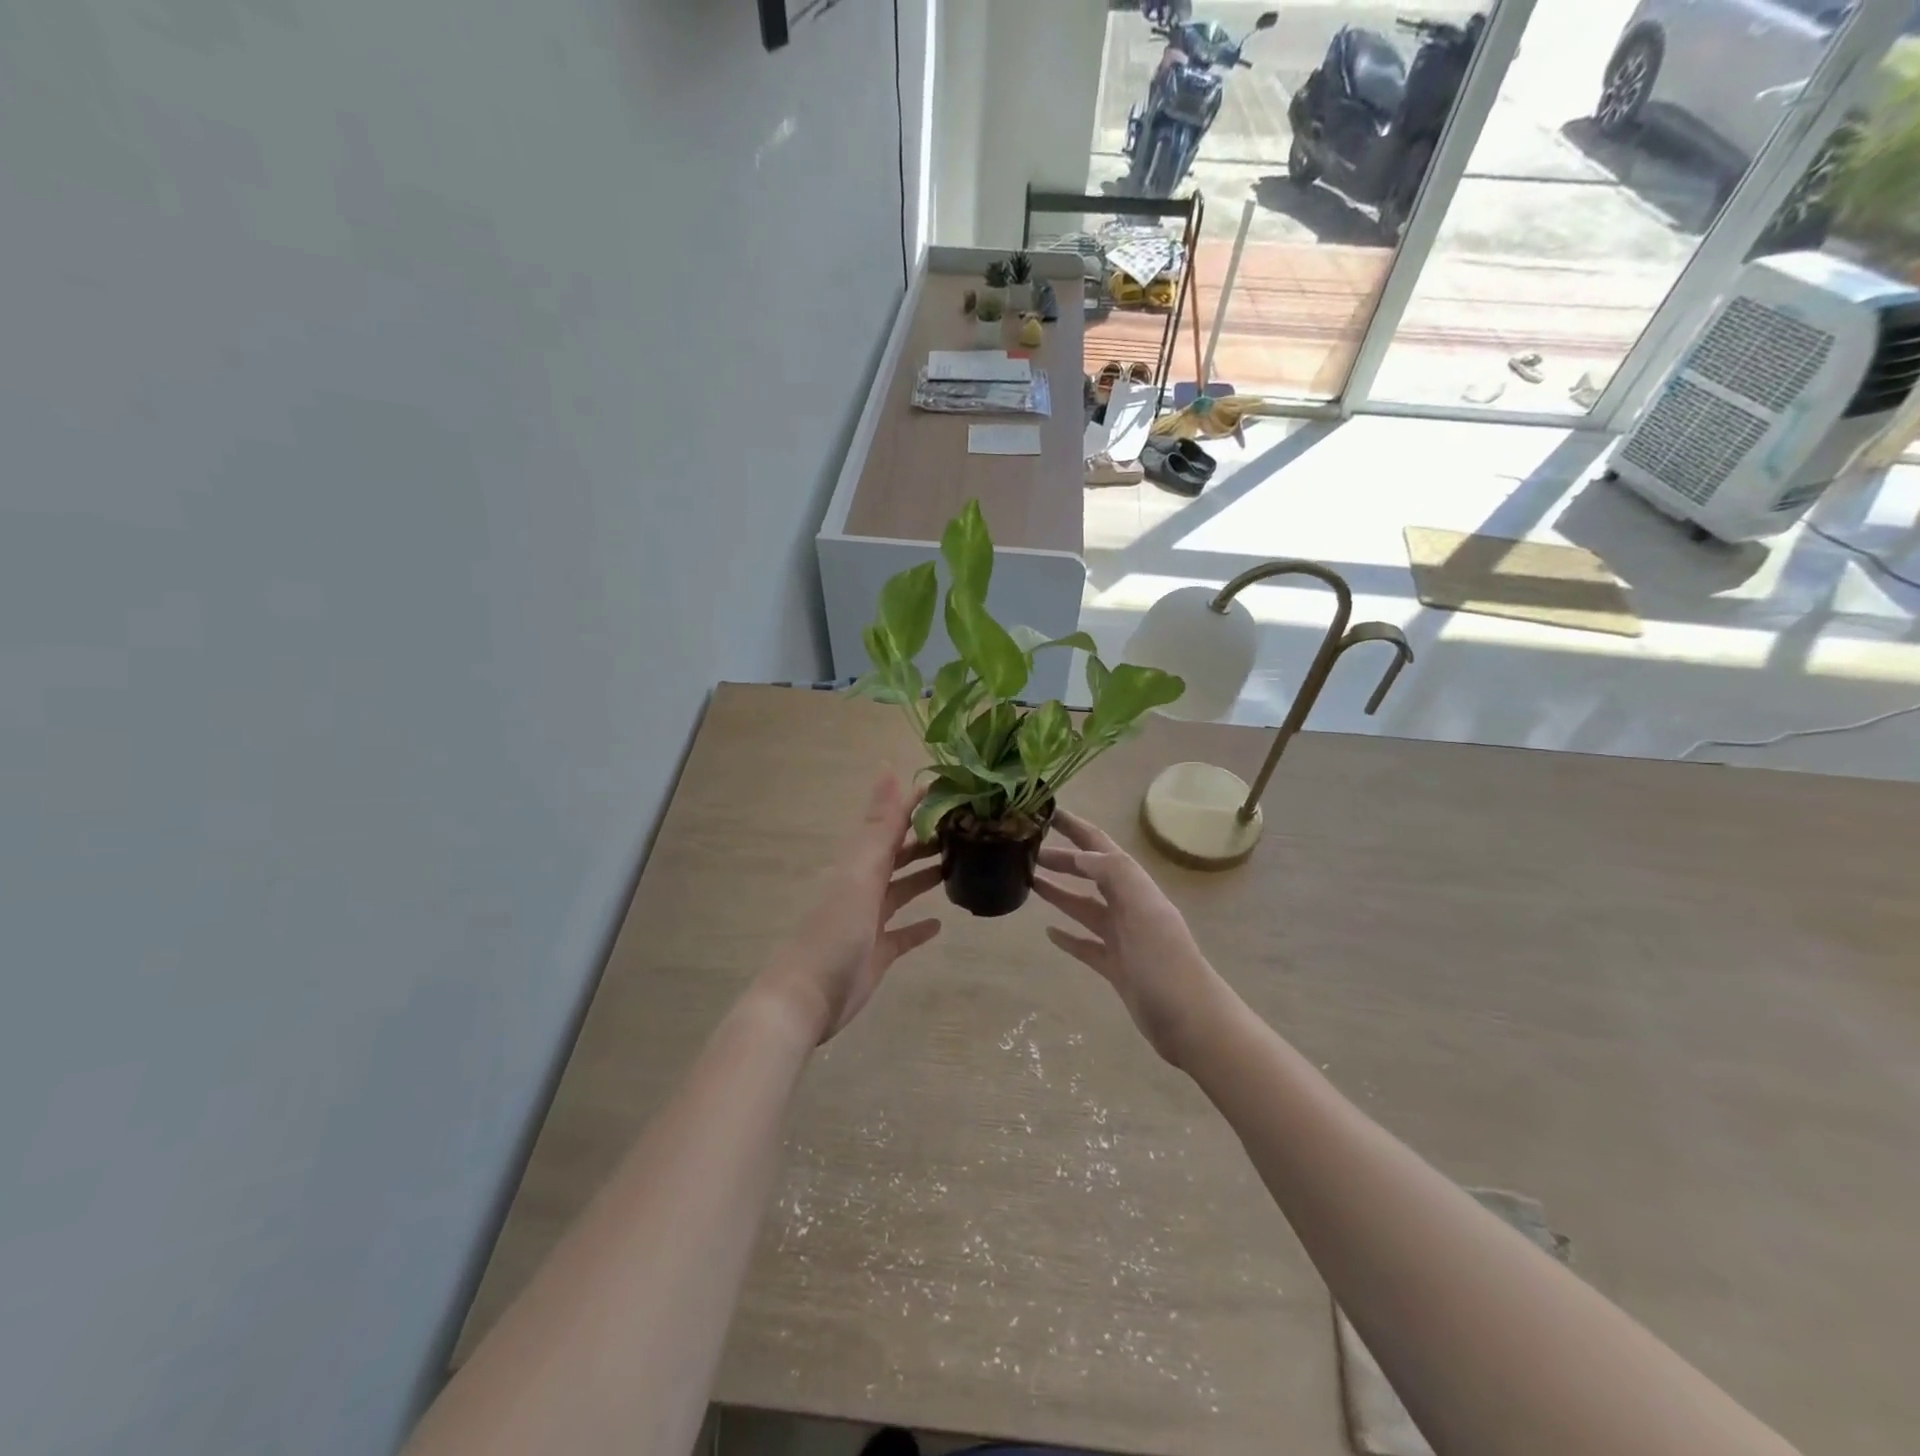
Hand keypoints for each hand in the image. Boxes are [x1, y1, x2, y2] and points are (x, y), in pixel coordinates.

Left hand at [760, 774, 944, 1041]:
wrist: (807, 998)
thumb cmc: (834, 931)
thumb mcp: (860, 872)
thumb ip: (879, 825)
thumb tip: (888, 767)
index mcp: (858, 862)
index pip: (891, 822)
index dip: (915, 804)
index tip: (951, 789)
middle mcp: (863, 885)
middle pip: (898, 854)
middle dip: (926, 838)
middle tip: (966, 827)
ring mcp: (869, 920)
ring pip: (901, 889)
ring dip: (925, 875)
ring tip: (959, 863)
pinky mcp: (876, 952)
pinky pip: (902, 933)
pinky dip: (919, 926)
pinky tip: (941, 924)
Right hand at [1034, 809, 1232, 1067]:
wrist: (1192, 1022)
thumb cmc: (1166, 963)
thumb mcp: (1143, 910)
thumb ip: (1115, 875)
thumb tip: (1081, 853)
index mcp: (1137, 888)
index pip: (1102, 847)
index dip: (1077, 829)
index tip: (1048, 814)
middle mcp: (1130, 907)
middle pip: (1091, 874)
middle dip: (1063, 860)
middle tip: (1027, 851)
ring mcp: (1123, 939)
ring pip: (1085, 907)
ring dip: (1060, 893)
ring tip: (1030, 883)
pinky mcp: (1117, 968)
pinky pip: (1087, 945)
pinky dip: (1068, 936)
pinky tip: (1049, 932)